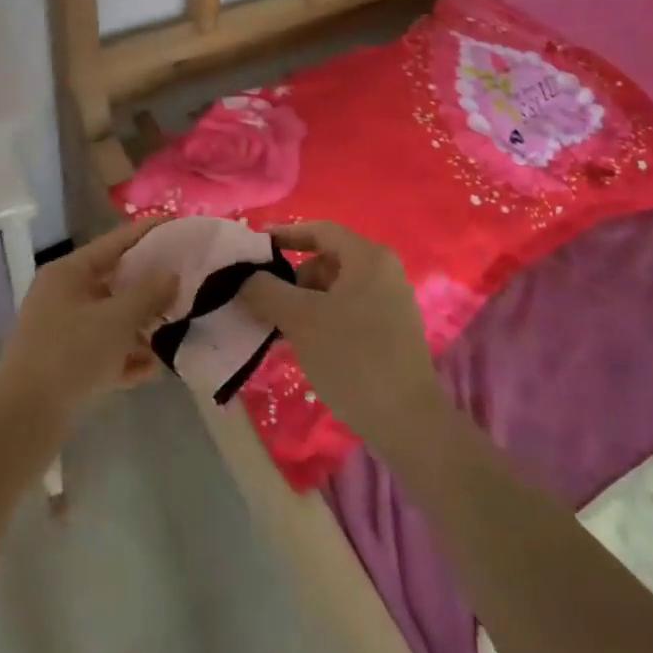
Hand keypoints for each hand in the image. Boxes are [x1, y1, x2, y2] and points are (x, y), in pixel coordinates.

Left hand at [0, 219, 177, 432]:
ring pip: (111, 318)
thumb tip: (172, 275)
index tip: (179, 225)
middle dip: (150, 287)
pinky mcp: (65, 363)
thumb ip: (149, 294)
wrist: (24, 421)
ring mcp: (62, 330)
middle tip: (187, 283)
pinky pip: (104, 350)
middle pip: (115, 281)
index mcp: (68, 273)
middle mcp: (63, 295)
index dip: (148, 232)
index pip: (115, 241)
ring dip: (142, 326)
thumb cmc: (70, 356)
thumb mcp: (117, 321)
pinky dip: (126, 356)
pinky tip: (153, 369)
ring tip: (177, 331)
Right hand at [237, 222, 449, 458]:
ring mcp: (392, 303)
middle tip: (266, 301)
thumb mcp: (300, 320)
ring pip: (336, 290)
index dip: (285, 235)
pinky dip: (323, 320)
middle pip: (327, 260)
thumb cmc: (353, 358)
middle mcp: (385, 272)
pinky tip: (306, 346)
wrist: (408, 422)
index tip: (255, 248)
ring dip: (305, 303)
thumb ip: (266, 291)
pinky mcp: (392, 332)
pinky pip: (349, 312)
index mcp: (369, 257)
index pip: (320, 230)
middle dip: (293, 278)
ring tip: (282, 329)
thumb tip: (244, 279)